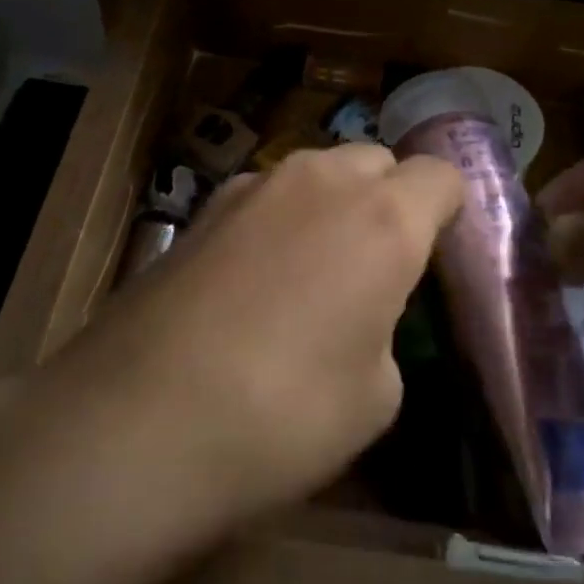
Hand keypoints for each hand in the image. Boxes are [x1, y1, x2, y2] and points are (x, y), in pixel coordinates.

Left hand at [0, 145, 462, 583]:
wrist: (135, 423)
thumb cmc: (284, 416)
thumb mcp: (377, 395)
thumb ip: (383, 327)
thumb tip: (358, 312)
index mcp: (383, 218)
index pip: (440, 175)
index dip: (448, 211)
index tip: (437, 258)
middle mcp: (320, 181)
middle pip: (375, 160)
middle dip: (388, 198)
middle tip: (377, 267)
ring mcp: (250, 186)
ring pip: (316, 173)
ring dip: (330, 206)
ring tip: (311, 275)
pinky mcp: (199, 209)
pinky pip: (264, 198)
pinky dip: (277, 223)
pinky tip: (251, 285)